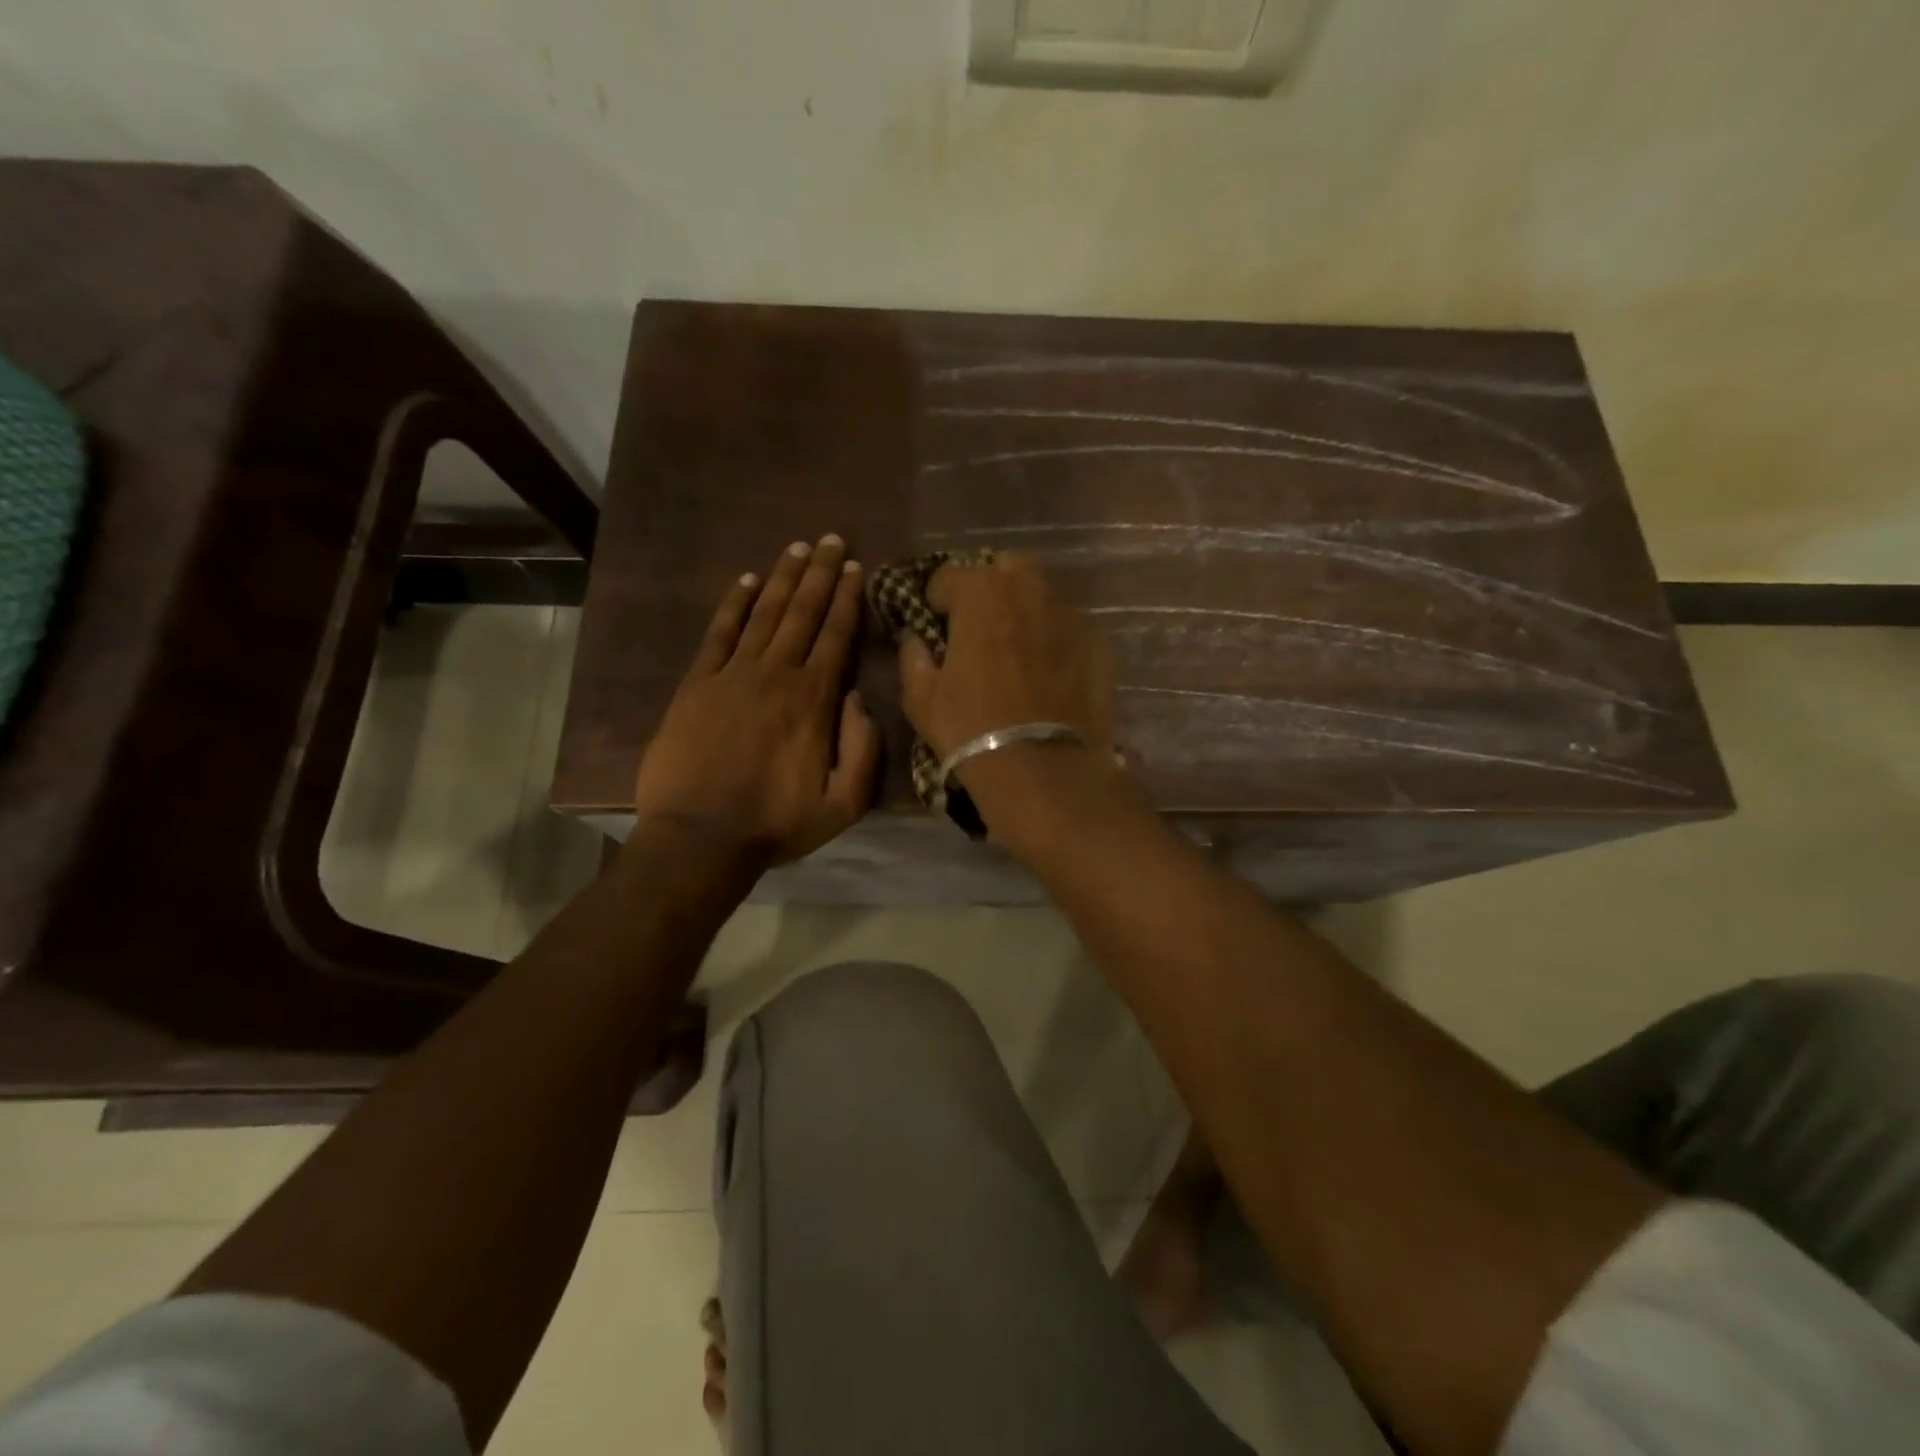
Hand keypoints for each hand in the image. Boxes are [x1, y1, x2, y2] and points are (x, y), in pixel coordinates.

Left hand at [633, 535, 879, 865]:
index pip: (835, 636)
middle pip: (801, 613)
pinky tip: (744, 581)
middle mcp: (775, 675)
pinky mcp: (696, 685)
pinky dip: (732, 604)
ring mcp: (731, 676)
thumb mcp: (843, 803)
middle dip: (819, 574)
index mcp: (814, 700)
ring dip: (781, 578)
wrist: (699, 838)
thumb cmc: (776, 824)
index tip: (855, 568)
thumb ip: (863, 749)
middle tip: (830, 540)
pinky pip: (718, 634)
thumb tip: (859, 698)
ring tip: (796, 548)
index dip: (847, 599)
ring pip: (763, 614)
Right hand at [896, 555, 1119, 831]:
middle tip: (978, 627)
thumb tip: (915, 637)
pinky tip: (1048, 672)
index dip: (936, 599)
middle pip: (1004, 570)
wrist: (1043, 768)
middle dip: (988, 589)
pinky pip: (1067, 627)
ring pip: (1041, 596)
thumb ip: (912, 656)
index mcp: (980, 592)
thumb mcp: (921, 698)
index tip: (934, 624)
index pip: (948, 575)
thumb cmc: (971, 728)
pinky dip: (1053, 638)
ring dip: (1023, 611)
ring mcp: (1069, 613)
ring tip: (1016, 650)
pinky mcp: (1097, 642)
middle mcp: (1028, 589)